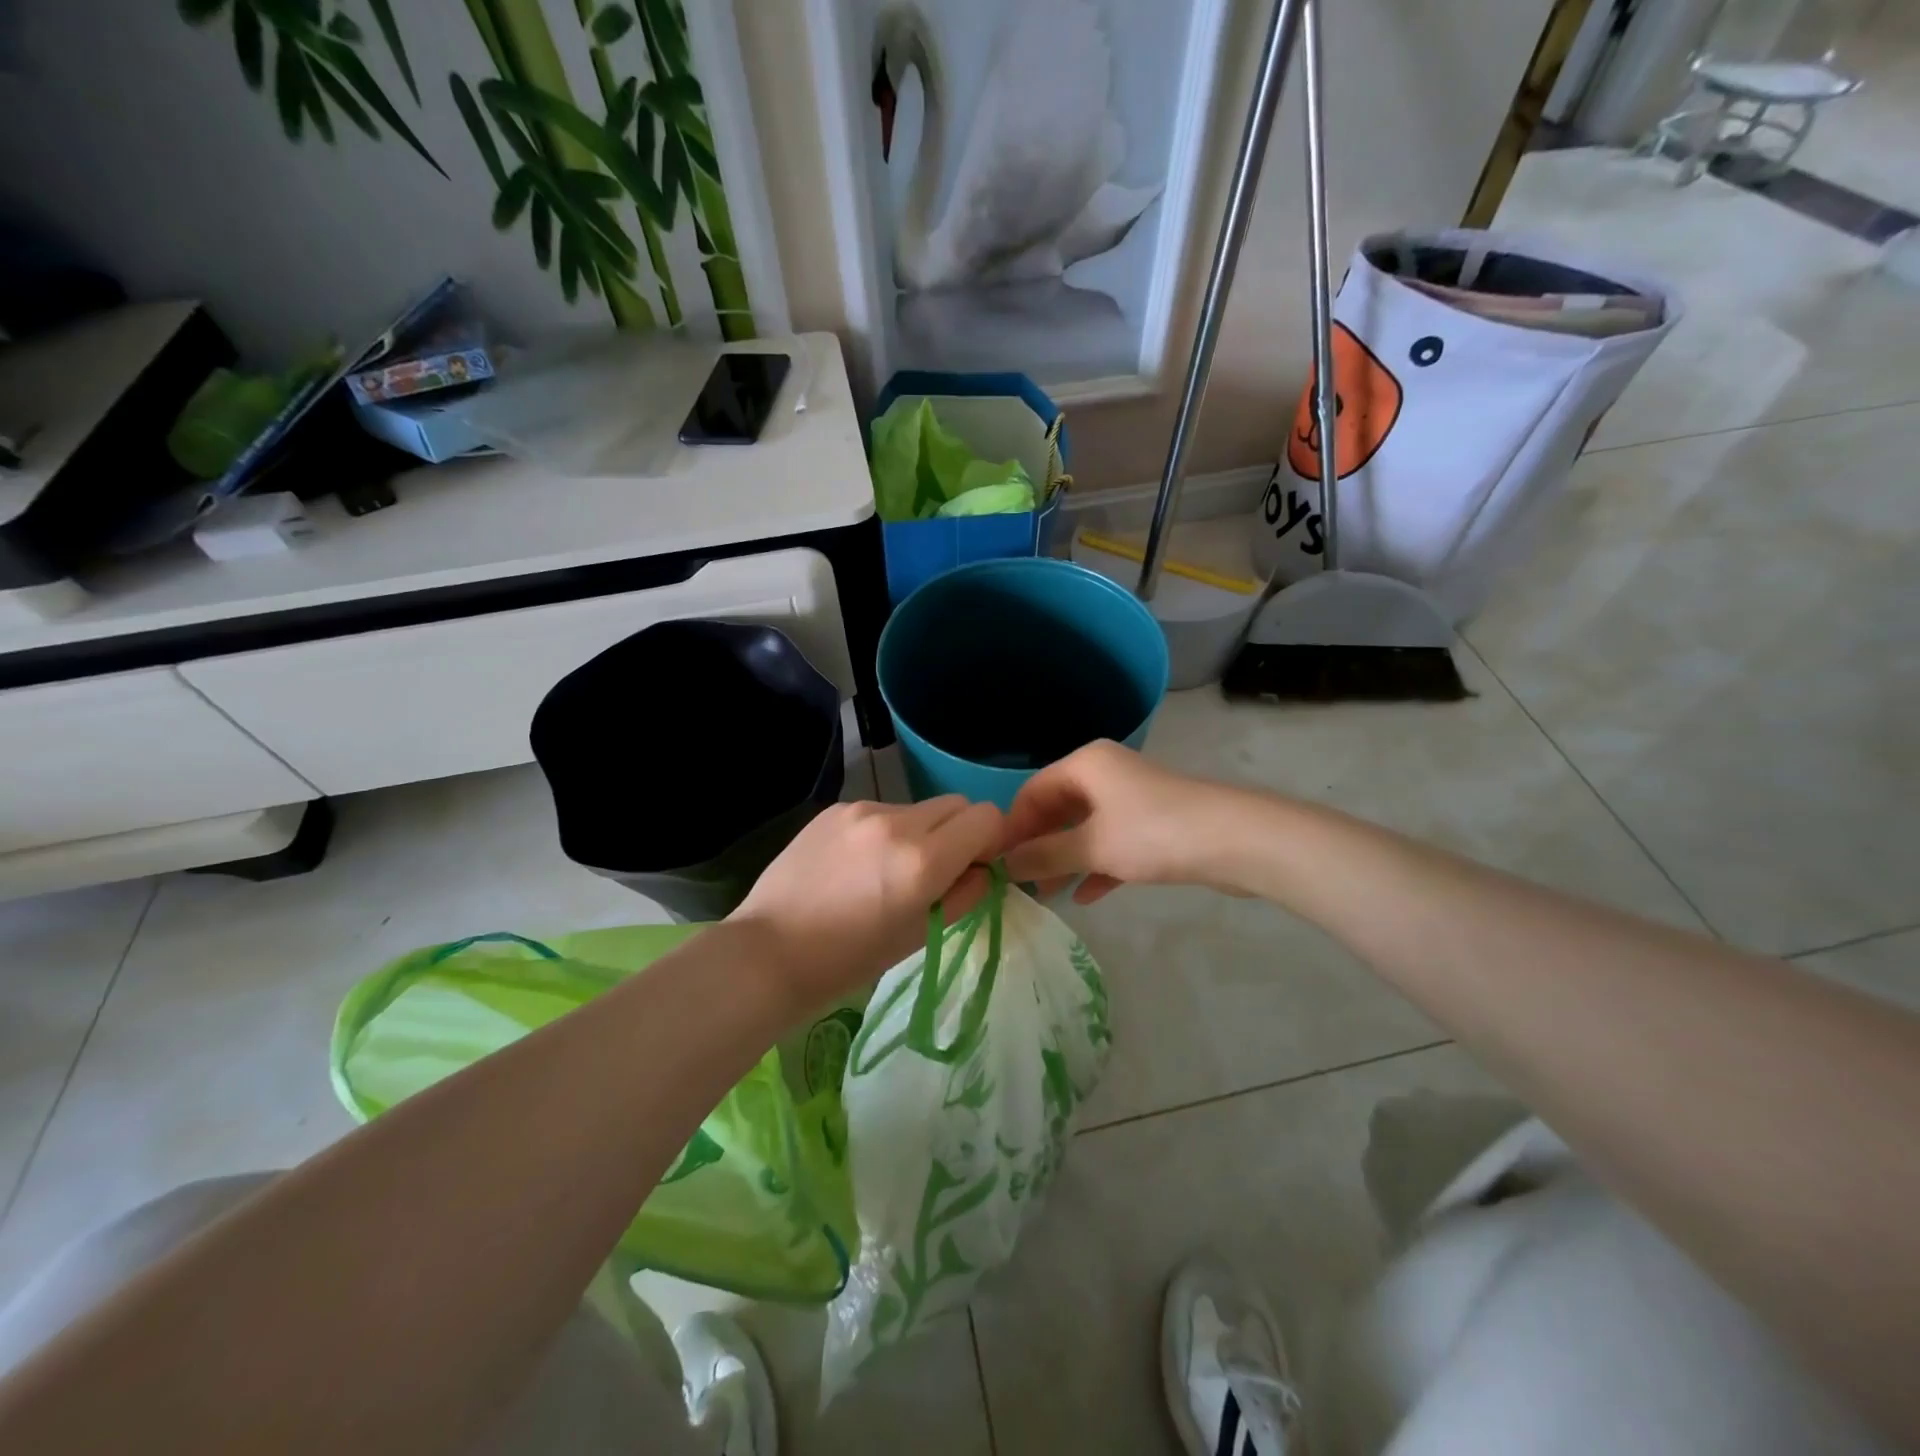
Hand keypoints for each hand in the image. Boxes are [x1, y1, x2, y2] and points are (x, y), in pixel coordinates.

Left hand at [729, 796, 1003, 1014]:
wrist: (769, 951)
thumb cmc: (849, 960)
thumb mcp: (920, 936)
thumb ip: (964, 895)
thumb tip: (982, 869)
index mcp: (923, 859)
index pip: (986, 817)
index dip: (989, 842)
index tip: (974, 867)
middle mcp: (897, 821)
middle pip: (956, 804)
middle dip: (959, 832)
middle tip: (935, 871)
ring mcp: (862, 810)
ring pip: (917, 808)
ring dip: (919, 832)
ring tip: (886, 871)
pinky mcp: (835, 809)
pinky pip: (880, 811)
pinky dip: (883, 832)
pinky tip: (855, 865)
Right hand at [1001, 741, 1246, 902]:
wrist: (1235, 841)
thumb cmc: (1153, 833)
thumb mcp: (1091, 846)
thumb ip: (1044, 855)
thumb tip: (1003, 865)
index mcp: (1086, 764)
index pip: (1032, 791)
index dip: (1012, 826)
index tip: (997, 863)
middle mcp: (1105, 774)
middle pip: (1057, 809)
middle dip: (1038, 846)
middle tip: (1020, 883)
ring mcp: (1131, 799)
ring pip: (1085, 828)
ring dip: (1064, 860)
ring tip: (1046, 895)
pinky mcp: (1153, 825)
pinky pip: (1112, 843)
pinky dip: (1095, 866)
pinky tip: (1084, 897)